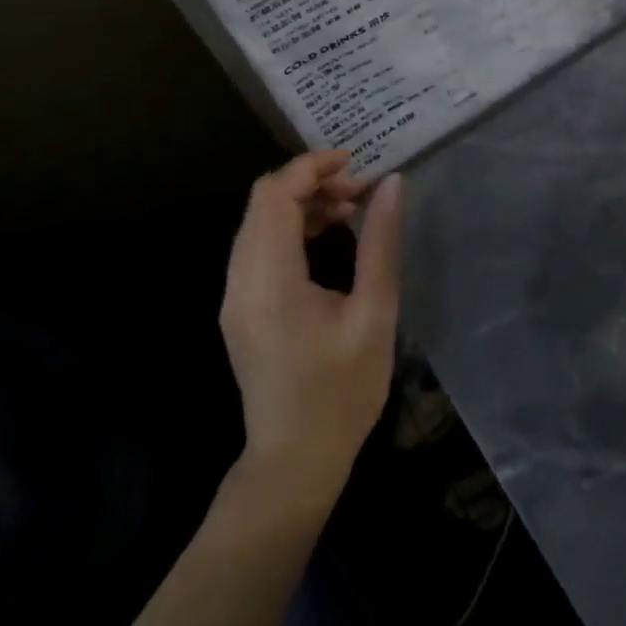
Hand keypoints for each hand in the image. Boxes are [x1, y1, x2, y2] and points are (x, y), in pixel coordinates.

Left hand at [219, 152, 401, 504]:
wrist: (295, 463)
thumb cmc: (342, 391)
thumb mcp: (374, 314)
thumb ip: (381, 242)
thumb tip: (391, 183)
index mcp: (270, 281)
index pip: (275, 195)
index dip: (312, 166)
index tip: (356, 162)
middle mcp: (240, 281)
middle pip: (263, 200)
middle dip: (311, 181)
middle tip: (359, 191)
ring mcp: (234, 295)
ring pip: (259, 219)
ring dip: (301, 202)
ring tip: (349, 209)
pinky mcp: (239, 306)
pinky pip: (258, 243)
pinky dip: (291, 225)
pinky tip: (326, 235)